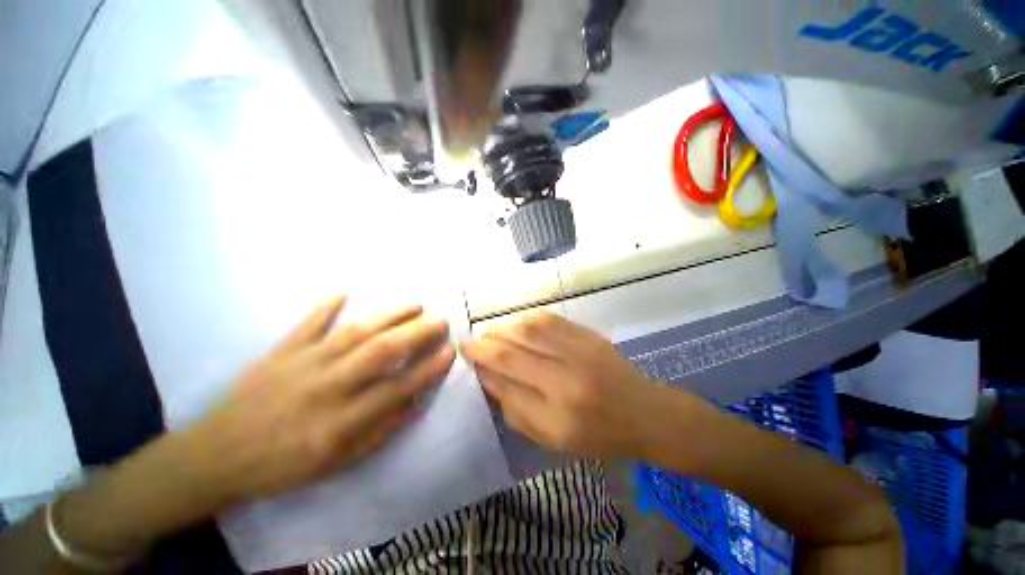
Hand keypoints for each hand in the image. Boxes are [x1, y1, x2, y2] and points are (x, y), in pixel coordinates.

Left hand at [182, 295, 455, 506]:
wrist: (215, 458)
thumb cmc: (282, 466)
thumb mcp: (337, 463)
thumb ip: (380, 431)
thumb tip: (414, 401)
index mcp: (339, 423)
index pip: (397, 389)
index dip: (428, 369)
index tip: (450, 351)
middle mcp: (326, 388)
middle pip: (381, 352)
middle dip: (417, 333)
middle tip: (441, 320)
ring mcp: (301, 364)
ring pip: (355, 332)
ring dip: (389, 315)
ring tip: (415, 304)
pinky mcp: (280, 352)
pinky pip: (306, 324)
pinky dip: (325, 306)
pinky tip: (343, 291)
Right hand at [462, 311, 671, 459]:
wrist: (646, 414)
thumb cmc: (599, 436)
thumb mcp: (553, 438)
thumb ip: (516, 409)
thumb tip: (489, 377)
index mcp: (558, 414)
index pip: (507, 382)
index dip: (482, 365)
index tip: (466, 354)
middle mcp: (566, 377)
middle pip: (514, 352)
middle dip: (486, 344)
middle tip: (472, 342)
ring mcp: (580, 351)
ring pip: (529, 329)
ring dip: (503, 328)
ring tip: (491, 332)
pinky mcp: (589, 335)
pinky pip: (550, 320)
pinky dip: (527, 319)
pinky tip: (518, 324)